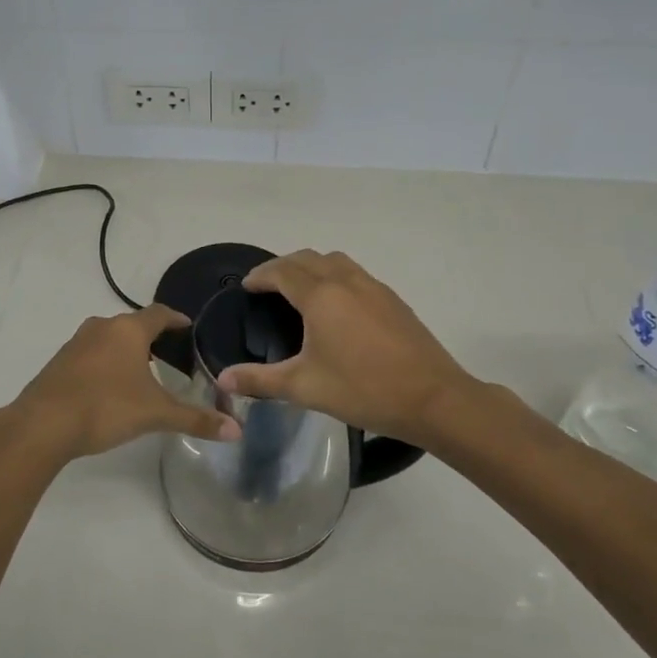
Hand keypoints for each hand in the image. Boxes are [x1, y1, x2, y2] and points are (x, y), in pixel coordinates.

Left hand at [6, 305, 239, 461]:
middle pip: (133, 324)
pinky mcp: (59, 362)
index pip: (160, 313)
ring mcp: (76, 343)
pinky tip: (110, 386)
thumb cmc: (105, 408)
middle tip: (172, 354)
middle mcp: (102, 327)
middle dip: (153, 337)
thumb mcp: (155, 414)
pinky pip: (91, 353)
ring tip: (143, 371)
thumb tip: (237, 431)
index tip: (189, 327)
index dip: (177, 319)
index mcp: (128, 330)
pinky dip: (105, 362)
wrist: (42, 425)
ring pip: (109, 338)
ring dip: (127, 349)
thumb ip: (195, 420)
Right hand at [215, 250, 475, 441]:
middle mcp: (346, 281)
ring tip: (300, 291)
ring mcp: (374, 287)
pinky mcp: (393, 300)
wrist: (433, 398)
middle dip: (283, 266)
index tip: (247, 286)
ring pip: (335, 262)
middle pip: (308, 258)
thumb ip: (260, 381)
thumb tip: (222, 379)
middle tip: (268, 287)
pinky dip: (335, 277)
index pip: (282, 271)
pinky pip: (355, 274)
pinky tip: (337, 308)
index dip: (261, 275)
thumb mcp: (305, 387)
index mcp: (321, 296)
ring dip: (312, 267)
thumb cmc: (363, 389)